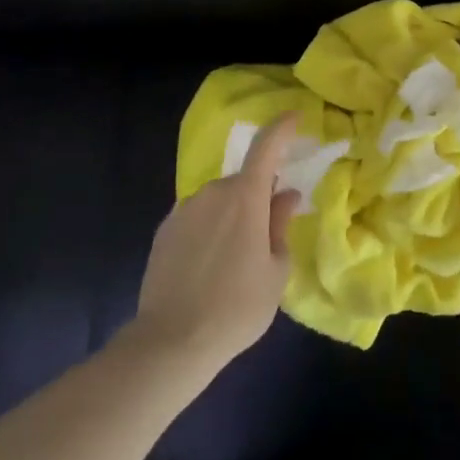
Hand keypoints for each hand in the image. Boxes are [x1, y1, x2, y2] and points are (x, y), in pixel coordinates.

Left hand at [133, 114, 301, 373]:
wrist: (171, 343)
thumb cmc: (237, 307)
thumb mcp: (275, 271)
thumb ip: (280, 225)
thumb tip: (284, 195)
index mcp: (245, 197)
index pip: (266, 147)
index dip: (282, 128)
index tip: (295, 117)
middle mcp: (212, 192)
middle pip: (243, 182)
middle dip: (256, 198)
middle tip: (265, 236)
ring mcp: (184, 210)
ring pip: (218, 201)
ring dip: (231, 216)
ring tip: (233, 262)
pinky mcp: (164, 231)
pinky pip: (197, 218)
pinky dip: (208, 230)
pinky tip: (208, 267)